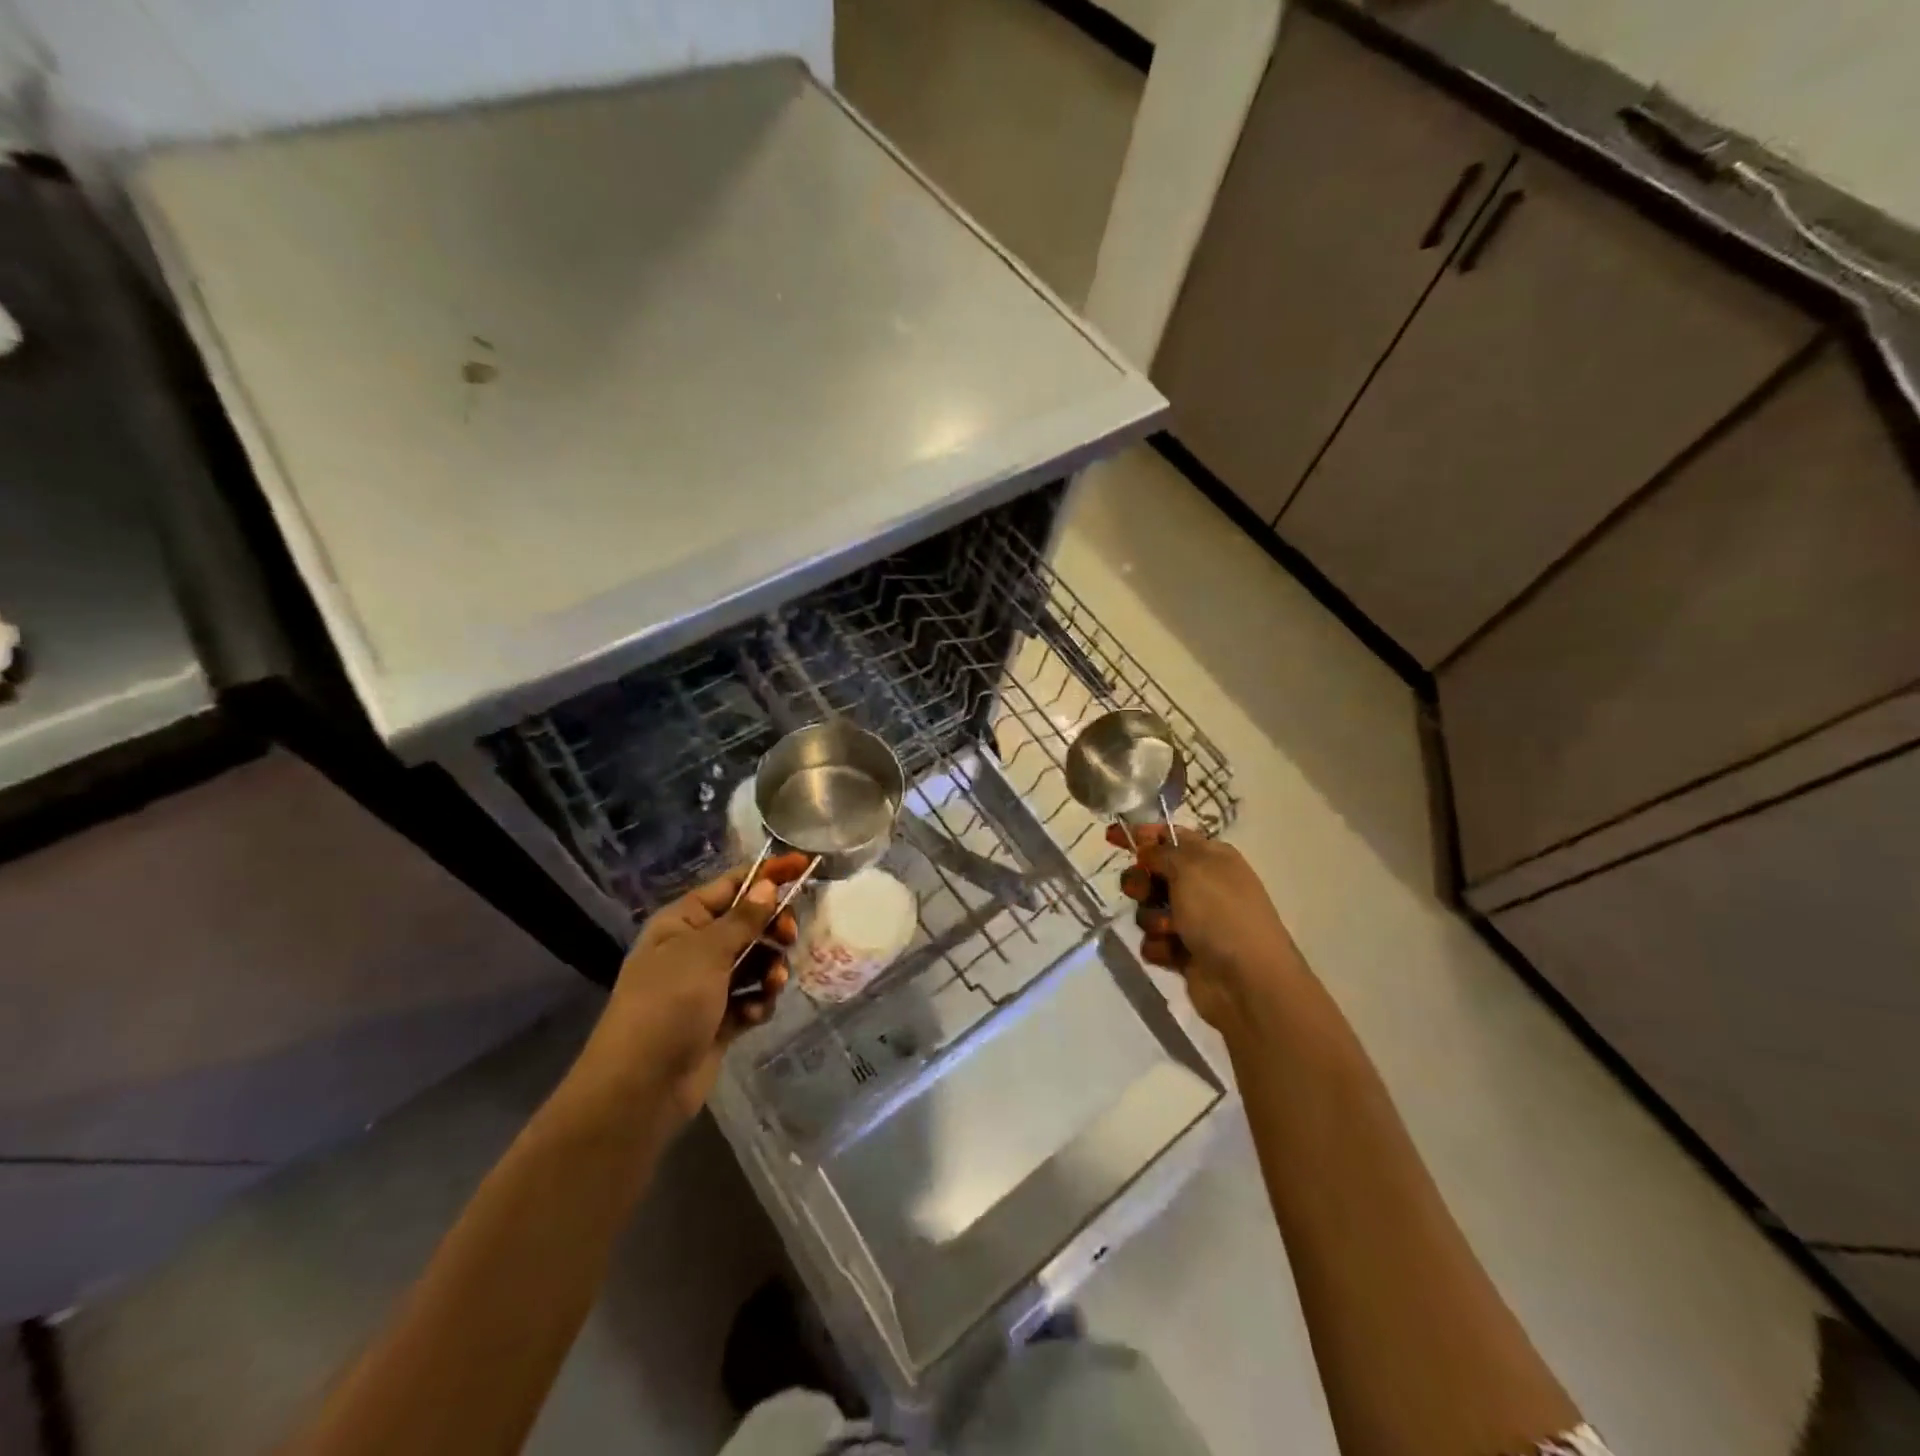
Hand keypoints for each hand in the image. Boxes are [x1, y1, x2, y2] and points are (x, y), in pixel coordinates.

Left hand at [586, 854, 810, 1126]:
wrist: (640, 1087)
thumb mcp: (706, 952)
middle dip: (772, 929)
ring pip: (755, 962)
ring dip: (769, 970)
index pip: (731, 885)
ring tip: (772, 985)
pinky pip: (751, 997)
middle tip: (788, 937)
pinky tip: (754, 1014)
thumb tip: (767, 884)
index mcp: (682, 922)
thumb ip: (743, 918)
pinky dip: (758, 1002)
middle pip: (748, 923)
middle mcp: (694, 949)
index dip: (767, 874)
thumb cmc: (667, 1004)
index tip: (804, 864)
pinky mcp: (719, 1019)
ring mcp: (706, 986)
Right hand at [1109, 825, 1307, 1036]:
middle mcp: (1203, 886)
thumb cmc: (1221, 914)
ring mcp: (1194, 921)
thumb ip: (1161, 852)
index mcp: (1212, 858)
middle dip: (1141, 882)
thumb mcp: (1191, 869)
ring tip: (1169, 931)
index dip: (1141, 834)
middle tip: (1143, 892)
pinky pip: (1154, 941)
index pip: (1170, 836)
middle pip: (1153, 873)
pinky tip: (1172, 953)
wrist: (1248, 982)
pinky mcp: (1184, 952)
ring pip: (1149, 909)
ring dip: (1152, 919)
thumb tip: (1147, 848)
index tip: (1111, 836)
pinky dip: (1159, 946)